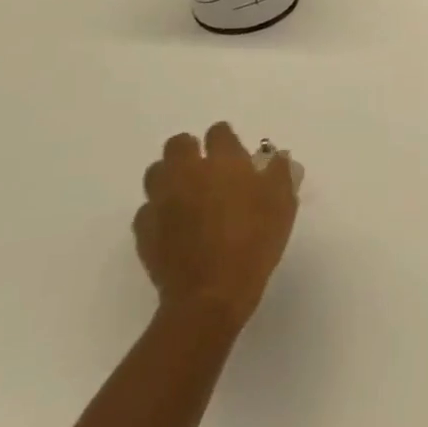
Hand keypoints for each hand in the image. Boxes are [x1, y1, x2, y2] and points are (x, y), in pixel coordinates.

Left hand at [134, 123, 299, 328]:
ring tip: (187, 192)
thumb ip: (280, 174)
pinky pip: (148, 208)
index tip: (236, 152)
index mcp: (223, 163)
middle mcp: (187, 173)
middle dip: (191, 149)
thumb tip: (276, 157)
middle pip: (178, 144)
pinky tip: (175, 223)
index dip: (227, 139)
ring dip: (171, 175)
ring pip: (156, 172)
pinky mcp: (144, 229)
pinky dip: (160, 210)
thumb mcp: (283, 205)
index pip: (218, 133)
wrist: (211, 293)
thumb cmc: (255, 242)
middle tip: (207, 168)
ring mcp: (161, 201)